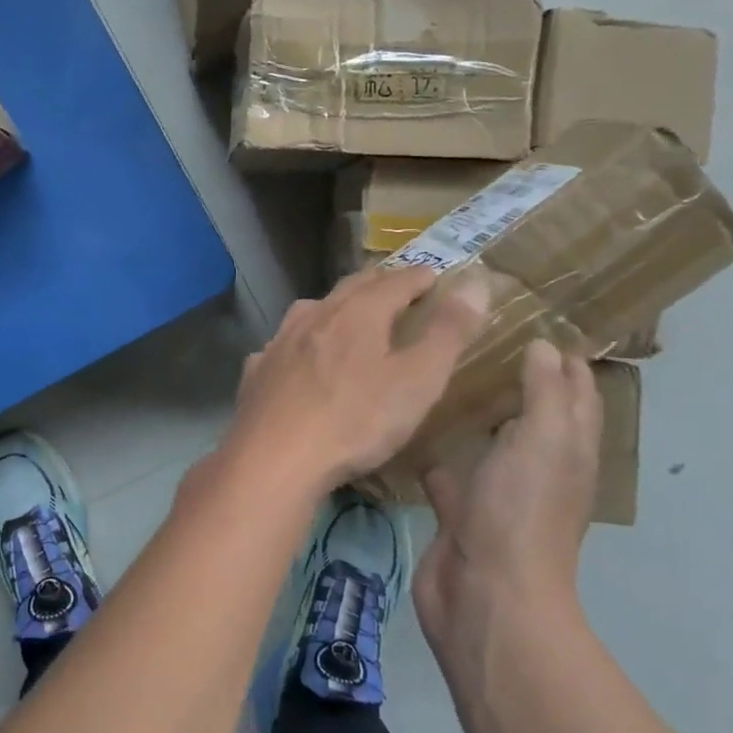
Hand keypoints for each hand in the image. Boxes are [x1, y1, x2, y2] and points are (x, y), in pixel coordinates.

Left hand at [219, 265, 491, 495]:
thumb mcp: (417, 381)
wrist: (275, 456)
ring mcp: (280, 341)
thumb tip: (474, 284)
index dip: (418, 277)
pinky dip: (301, 341)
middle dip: (377, 283)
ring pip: (311, 310)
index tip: (433, 275)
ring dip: (335, 306)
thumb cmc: (356, 420)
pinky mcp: (257, 369)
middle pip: (350, 288)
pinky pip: (284, 344)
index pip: (395, 282)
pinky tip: (299, 356)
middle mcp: (315, 315)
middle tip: (395, 285)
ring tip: (348, 313)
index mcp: (358, 313)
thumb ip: (447, 333)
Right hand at [413, 340, 601, 655]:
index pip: (576, 393)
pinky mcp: (458, 509)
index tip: (533, 316)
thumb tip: (546, 345)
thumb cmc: (521, 512)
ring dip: (472, 412)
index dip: (565, 358)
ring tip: (439, 367)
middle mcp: (537, 466)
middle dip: (513, 376)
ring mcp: (496, 490)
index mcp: (568, 449)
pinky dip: (433, 448)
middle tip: (475, 333)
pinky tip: (405, 421)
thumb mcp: (544, 441)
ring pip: (487, 440)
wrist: (486, 595)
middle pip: (532, 413)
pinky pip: (447, 469)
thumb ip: (545, 392)